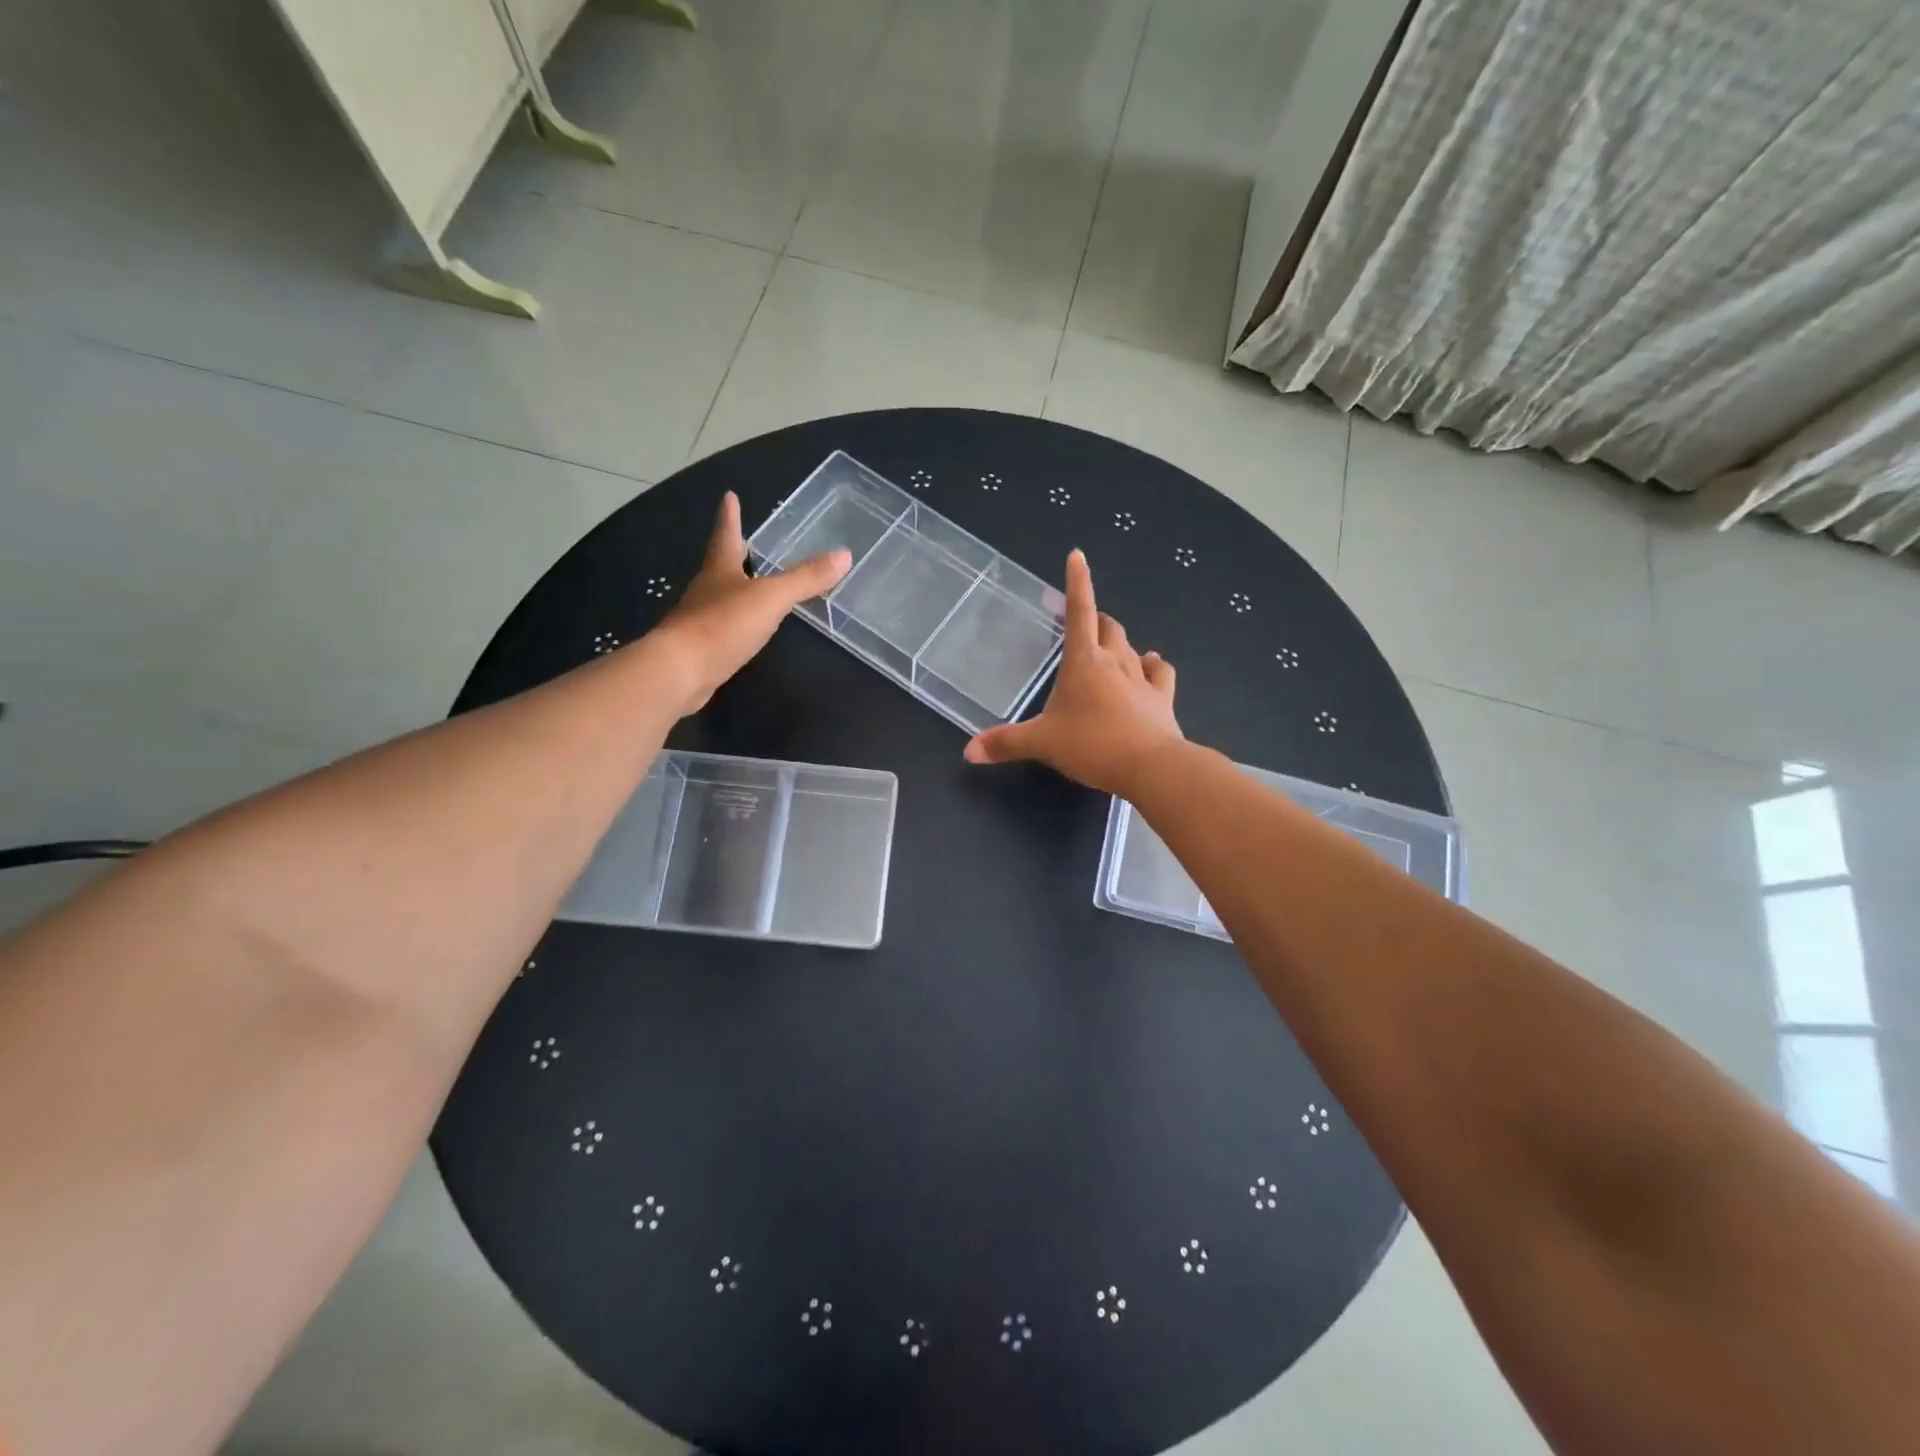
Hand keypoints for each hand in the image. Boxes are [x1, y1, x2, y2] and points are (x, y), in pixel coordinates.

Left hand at [651, 491, 849, 714]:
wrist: (681, 670)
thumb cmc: (724, 624)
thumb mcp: (771, 598)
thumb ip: (806, 579)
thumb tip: (845, 554)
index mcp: (720, 569)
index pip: (727, 534)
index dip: (731, 516)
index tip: (729, 496)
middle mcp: (707, 589)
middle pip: (721, 564)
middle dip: (733, 552)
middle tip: (744, 540)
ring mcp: (700, 619)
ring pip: (721, 596)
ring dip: (736, 587)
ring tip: (752, 584)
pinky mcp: (701, 648)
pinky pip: (723, 627)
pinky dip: (736, 622)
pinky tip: (746, 629)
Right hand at [963, 549, 1182, 795]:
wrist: (1150, 766)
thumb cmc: (1091, 745)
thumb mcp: (1042, 744)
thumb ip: (1006, 744)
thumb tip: (968, 752)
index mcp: (1083, 662)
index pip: (1079, 612)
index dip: (1077, 582)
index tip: (1077, 556)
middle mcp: (1114, 661)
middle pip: (1108, 626)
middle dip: (1096, 619)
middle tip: (1085, 623)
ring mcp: (1142, 678)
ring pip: (1132, 647)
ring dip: (1120, 643)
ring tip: (1111, 645)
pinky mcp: (1163, 698)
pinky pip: (1161, 672)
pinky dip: (1154, 665)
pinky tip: (1152, 663)